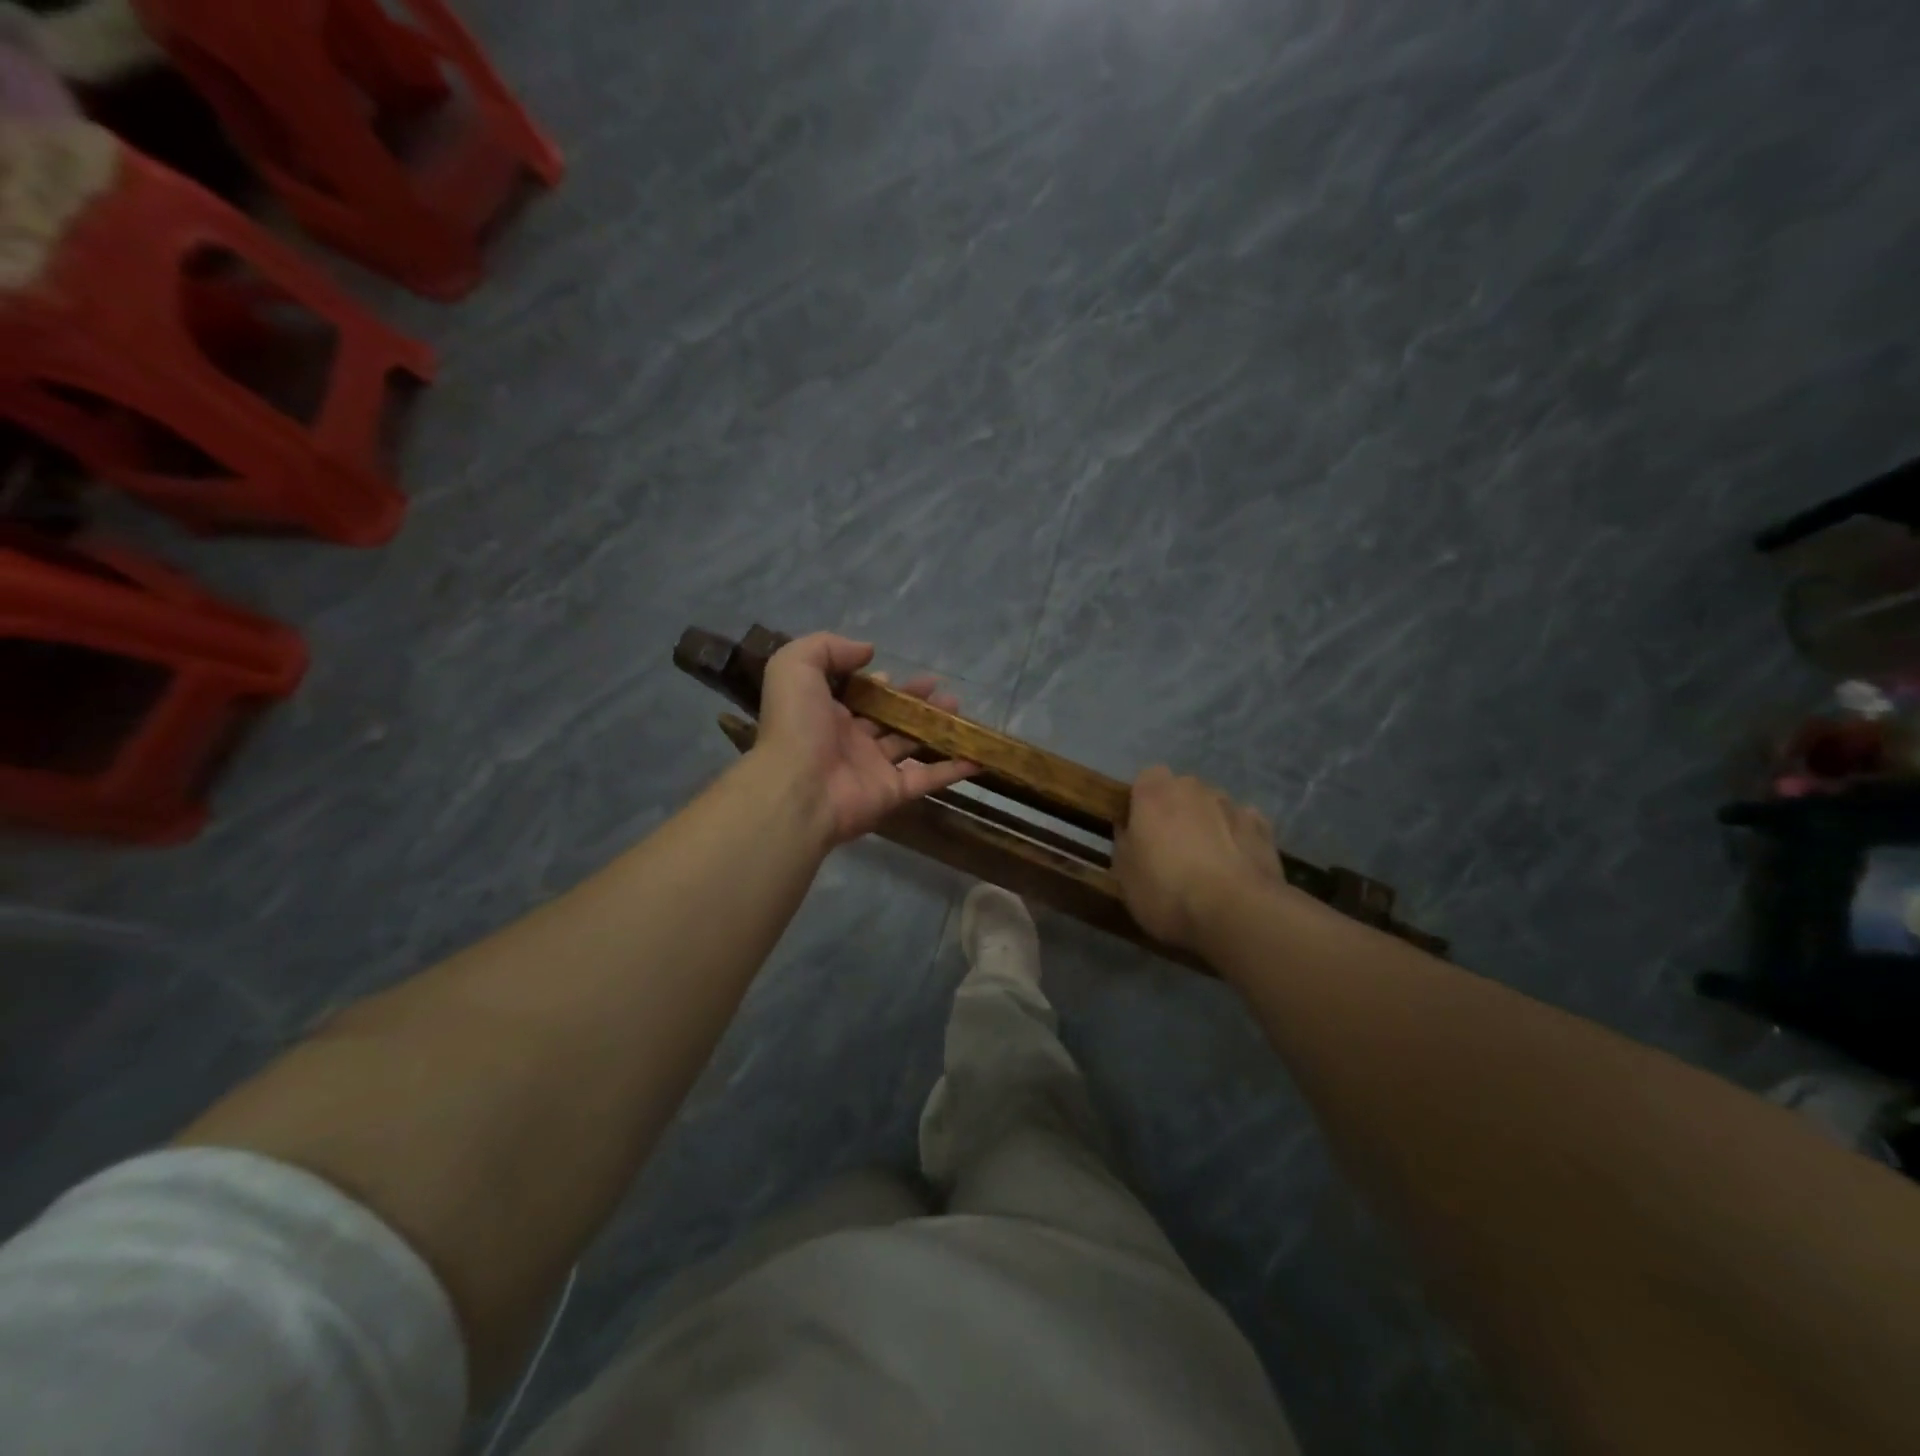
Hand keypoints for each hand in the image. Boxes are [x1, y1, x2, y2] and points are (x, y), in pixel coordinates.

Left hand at [754, 633, 977, 845]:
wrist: (797, 788)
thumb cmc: (796, 725)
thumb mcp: (796, 666)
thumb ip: (828, 647)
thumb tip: (868, 650)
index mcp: (826, 713)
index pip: (857, 696)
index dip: (877, 686)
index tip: (897, 676)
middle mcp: (850, 740)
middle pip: (889, 718)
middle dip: (915, 702)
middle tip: (941, 690)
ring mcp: (872, 768)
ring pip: (910, 744)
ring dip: (936, 728)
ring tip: (959, 709)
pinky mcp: (892, 793)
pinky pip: (927, 779)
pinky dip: (953, 769)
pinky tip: (978, 756)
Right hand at [1115, 766, 1290, 950]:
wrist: (1236, 912)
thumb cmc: (1166, 890)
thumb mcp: (1124, 874)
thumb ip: (1124, 842)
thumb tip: (1129, 829)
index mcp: (1155, 793)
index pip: (1146, 778)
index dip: (1143, 801)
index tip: (1140, 828)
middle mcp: (1194, 788)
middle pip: (1182, 792)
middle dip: (1177, 812)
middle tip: (1171, 849)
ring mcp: (1233, 805)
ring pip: (1214, 808)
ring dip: (1208, 825)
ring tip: (1207, 864)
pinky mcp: (1264, 829)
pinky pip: (1243, 825)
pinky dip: (1238, 838)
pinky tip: (1235, 866)